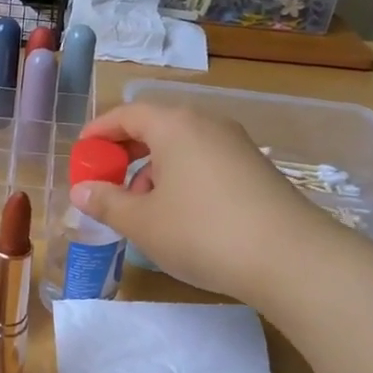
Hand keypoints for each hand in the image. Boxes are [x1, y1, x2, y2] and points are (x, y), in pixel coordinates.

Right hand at [70, 101, 336, 305]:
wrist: (291, 258)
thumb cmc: (202, 232)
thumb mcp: (143, 222)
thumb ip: (107, 203)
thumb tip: (81, 191)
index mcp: (175, 125)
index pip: (127, 114)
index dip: (99, 132)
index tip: (81, 154)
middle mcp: (207, 124)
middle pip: (156, 127)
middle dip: (126, 152)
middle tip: (106, 180)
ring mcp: (237, 145)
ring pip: (182, 146)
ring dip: (154, 169)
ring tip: (143, 208)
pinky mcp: (256, 169)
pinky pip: (206, 161)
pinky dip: (183, 178)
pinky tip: (181, 216)